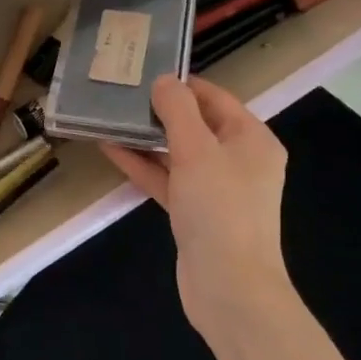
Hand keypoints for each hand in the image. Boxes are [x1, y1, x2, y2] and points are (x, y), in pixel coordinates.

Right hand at [102, 76, 293, 335]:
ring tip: (108, 116)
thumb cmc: (219, 209)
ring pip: (177, 153)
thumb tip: (164, 80)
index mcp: (252, 139)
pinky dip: (143, 165)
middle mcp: (238, 160)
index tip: (143, 72)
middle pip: (195, 124)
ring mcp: (216, 189)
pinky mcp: (195, 213)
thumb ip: (178, 110)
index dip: (181, 84)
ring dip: (145, 138)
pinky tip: (111, 149)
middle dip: (158, 110)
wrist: (229, 287)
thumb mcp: (197, 150)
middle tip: (120, 93)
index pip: (215, 98)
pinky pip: (168, 180)